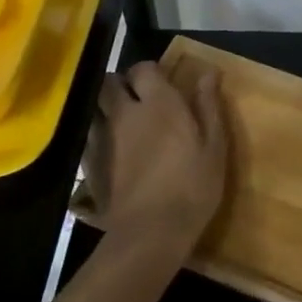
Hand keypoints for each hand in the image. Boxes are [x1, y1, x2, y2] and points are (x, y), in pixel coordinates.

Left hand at [94, 62, 228, 263]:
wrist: (150, 232)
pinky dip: (97, 135)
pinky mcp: (89, 164)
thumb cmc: (192, 185)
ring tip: (120, 121)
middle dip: (120, 84)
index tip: (161, 83)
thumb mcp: (214, 145)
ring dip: (105, 107)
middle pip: (109, 82)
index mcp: (159, 103)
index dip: (150, 72)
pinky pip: (88, 137)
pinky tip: (111, 149)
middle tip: (137, 98)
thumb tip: (208, 71)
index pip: (143, 68)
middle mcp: (126, 112)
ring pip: (94, 107)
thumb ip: (208, 105)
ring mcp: (103, 138)